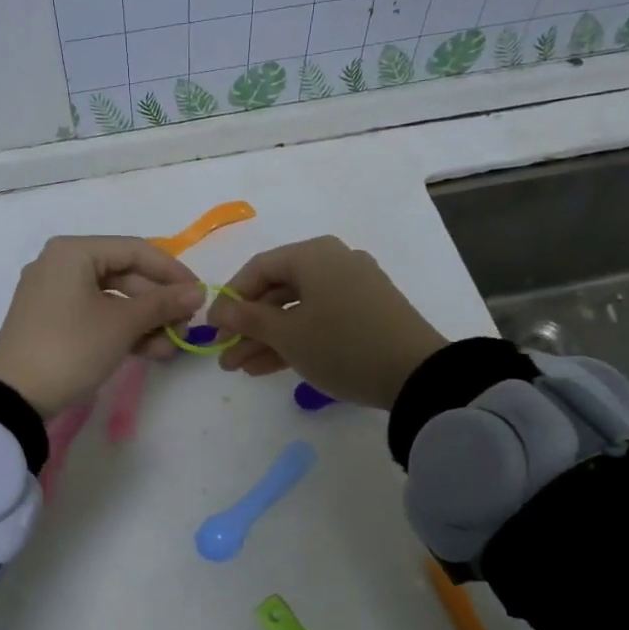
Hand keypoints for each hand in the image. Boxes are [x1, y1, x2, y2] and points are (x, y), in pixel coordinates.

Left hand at [0, 235, 204, 415]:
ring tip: (170, 347)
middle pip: (124, 274)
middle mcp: (61, 264)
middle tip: (185, 327)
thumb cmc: (70, 348)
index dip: (172, 272)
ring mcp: (54, 294)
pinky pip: (96, 315)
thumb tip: (198, 292)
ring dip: (145, 321)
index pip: (136, 250)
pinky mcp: (52, 321)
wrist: (13, 397)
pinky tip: (149, 351)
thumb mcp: (122, 325)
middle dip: (159, 303)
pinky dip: (122, 330)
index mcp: (74, 252)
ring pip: (112, 298)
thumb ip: (163, 304)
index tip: (199, 296)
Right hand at [207, 237, 446, 409]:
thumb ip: (248, 320)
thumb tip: (219, 310)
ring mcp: (354, 287)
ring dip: (268, 338)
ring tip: (241, 368)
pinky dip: (296, 339)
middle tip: (224, 355)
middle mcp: (335, 262)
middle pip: (278, 290)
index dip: (230, 299)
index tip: (212, 329)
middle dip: (248, 326)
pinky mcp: (368, 313)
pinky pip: (320, 319)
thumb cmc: (341, 345)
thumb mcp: (288, 335)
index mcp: (313, 255)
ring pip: (298, 309)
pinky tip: (269, 367)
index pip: (258, 269)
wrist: (417, 374)